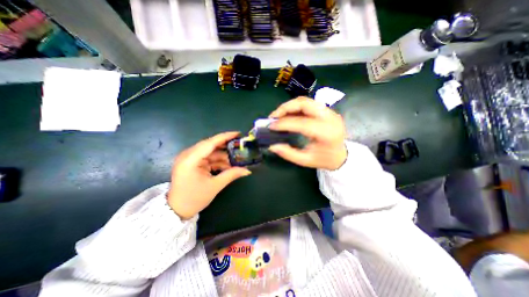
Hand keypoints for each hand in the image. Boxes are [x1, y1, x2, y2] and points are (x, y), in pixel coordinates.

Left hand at [170, 133, 251, 220]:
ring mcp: (190, 158)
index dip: (225, 137)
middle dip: (226, 146)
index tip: (237, 133)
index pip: (210, 143)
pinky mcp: (192, 162)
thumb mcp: (215, 186)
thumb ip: (232, 174)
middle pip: (211, 145)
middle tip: (240, 146)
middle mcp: (188, 155)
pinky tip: (228, 165)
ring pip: (211, 152)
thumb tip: (247, 170)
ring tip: (236, 159)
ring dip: (223, 156)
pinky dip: (218, 161)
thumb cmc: (194, 198)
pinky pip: (208, 158)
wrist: (177, 210)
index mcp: (190, 159)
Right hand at [269, 98, 347, 169]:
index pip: (302, 122)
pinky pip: (308, 104)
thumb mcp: (306, 161)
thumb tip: (272, 146)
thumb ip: (288, 154)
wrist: (341, 155)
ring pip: (306, 101)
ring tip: (279, 115)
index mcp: (326, 133)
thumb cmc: (324, 160)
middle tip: (273, 116)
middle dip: (285, 108)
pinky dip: (296, 107)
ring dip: (290, 106)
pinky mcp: (327, 110)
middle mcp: (329, 118)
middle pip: (304, 103)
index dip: (284, 123)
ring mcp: (329, 112)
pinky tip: (288, 115)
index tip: (271, 126)